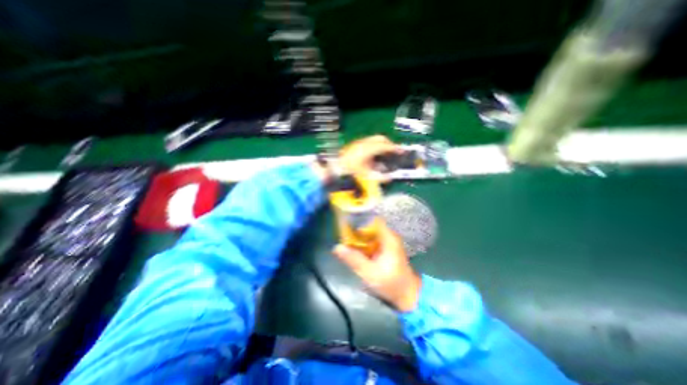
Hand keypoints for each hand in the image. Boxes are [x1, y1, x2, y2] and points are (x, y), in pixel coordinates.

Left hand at [311, 135, 403, 183]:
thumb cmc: (350, 171)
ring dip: (381, 144)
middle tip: (393, 152)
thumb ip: (379, 177)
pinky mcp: (355, 144)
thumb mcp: (365, 175)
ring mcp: (359, 143)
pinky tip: (373, 155)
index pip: (385, 146)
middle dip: (389, 144)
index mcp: (369, 149)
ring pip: (374, 139)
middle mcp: (365, 143)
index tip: (401, 151)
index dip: (394, 148)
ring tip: (384, 153)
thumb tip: (389, 178)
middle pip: (381, 139)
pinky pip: (368, 142)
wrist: (334, 167)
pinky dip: (374, 145)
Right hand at [331, 223, 421, 312]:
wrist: (407, 295)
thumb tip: (336, 247)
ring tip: (344, 238)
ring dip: (358, 236)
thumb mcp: (369, 273)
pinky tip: (354, 248)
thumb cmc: (391, 283)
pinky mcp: (386, 248)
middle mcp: (389, 236)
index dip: (359, 218)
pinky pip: (372, 240)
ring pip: (370, 233)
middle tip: (342, 231)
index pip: (373, 219)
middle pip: (370, 225)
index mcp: (388, 237)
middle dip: (356, 228)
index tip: (346, 220)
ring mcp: (388, 242)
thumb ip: (353, 259)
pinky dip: (363, 243)